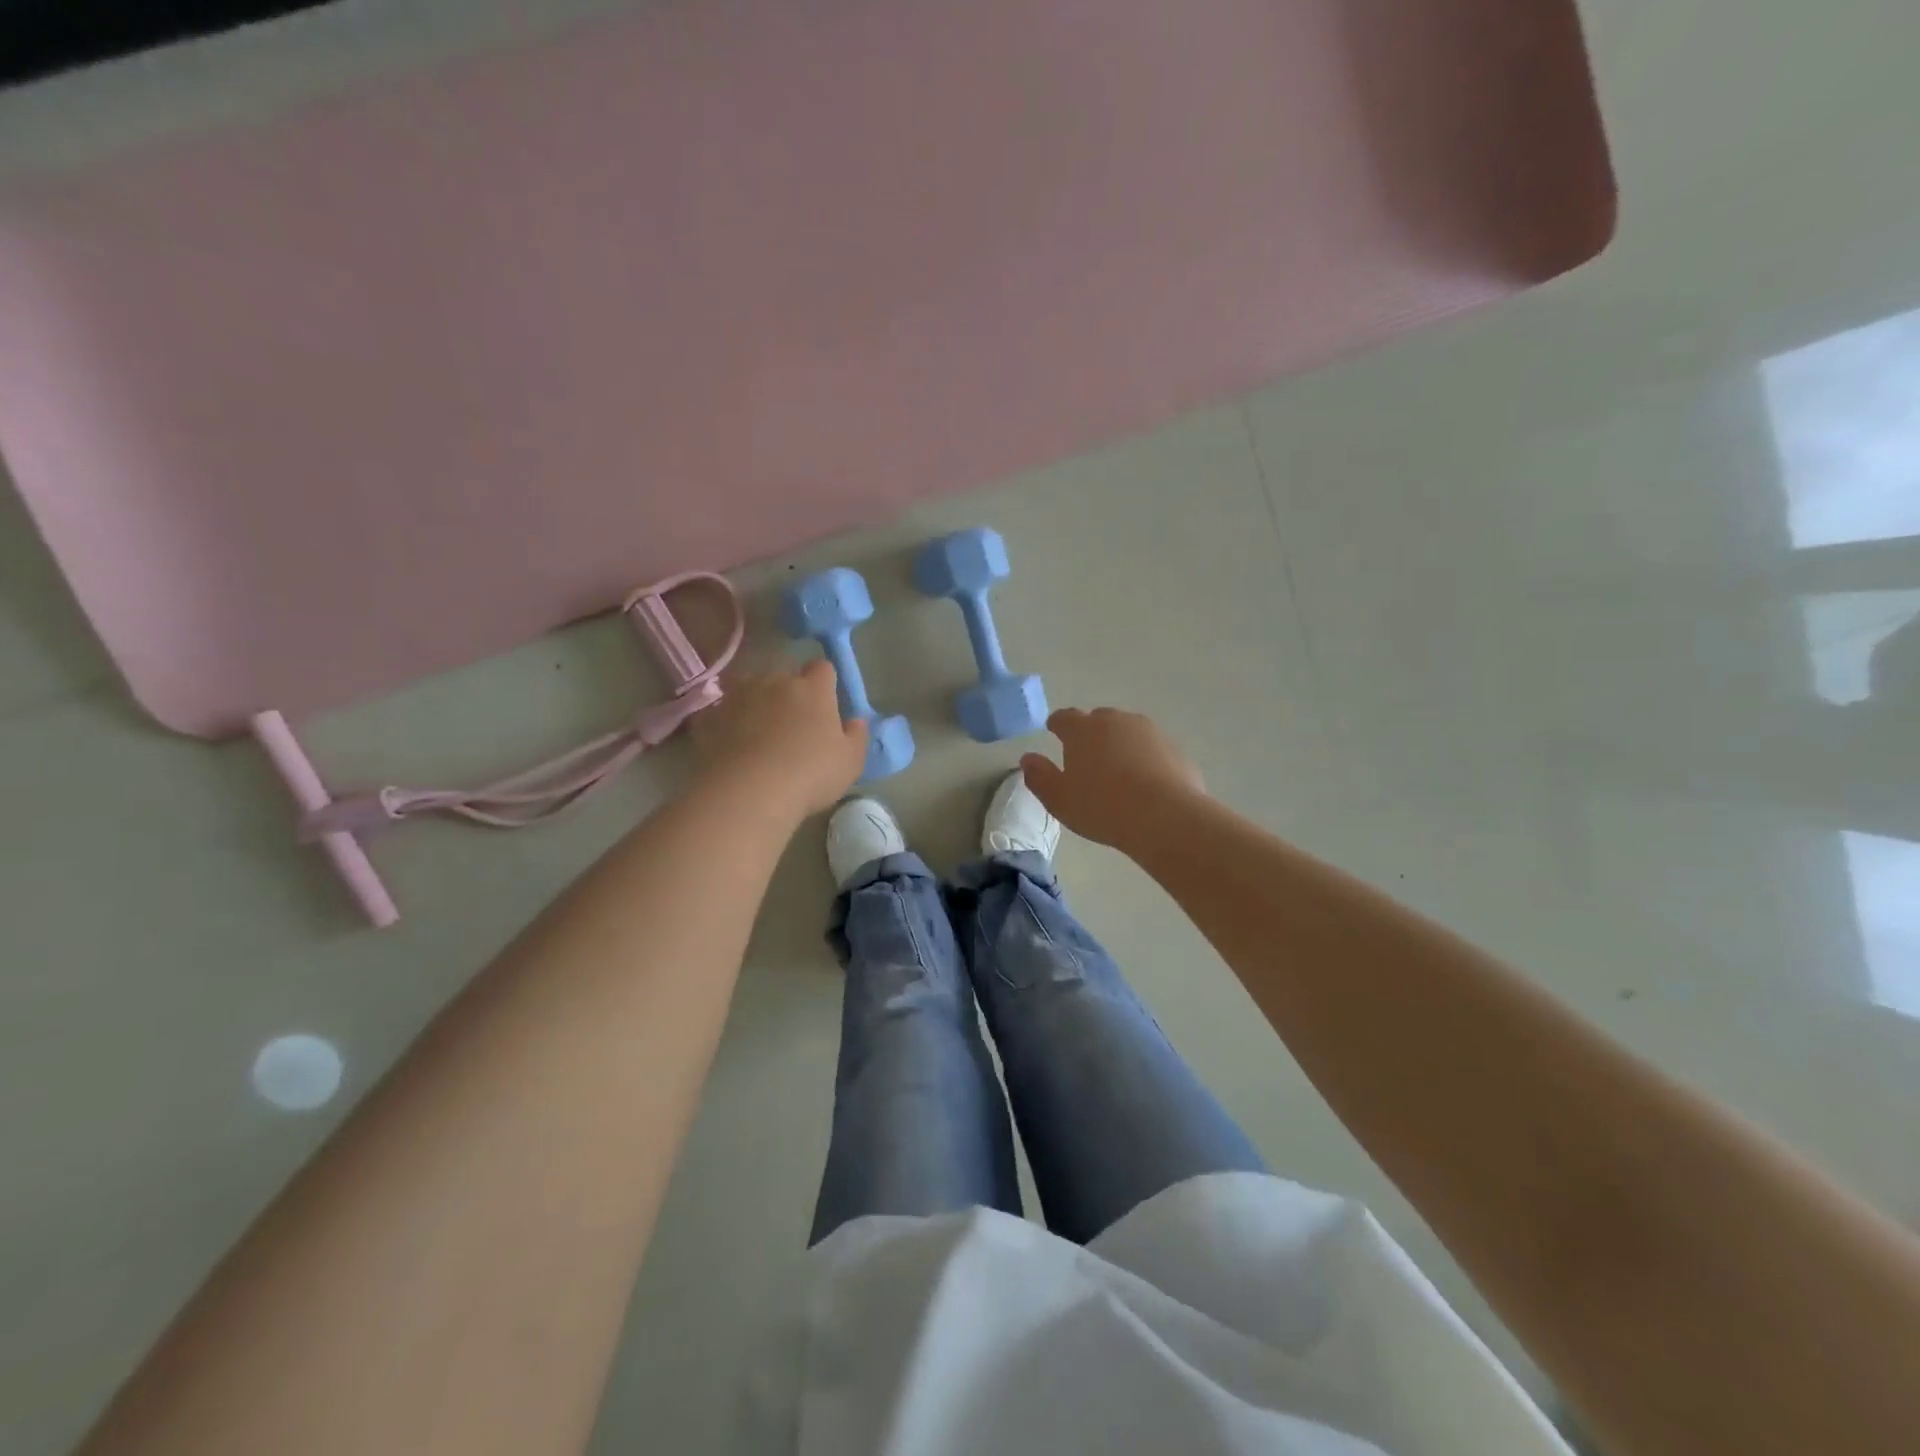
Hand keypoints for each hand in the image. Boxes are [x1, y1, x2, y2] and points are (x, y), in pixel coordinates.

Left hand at [692, 661, 867, 816]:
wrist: (748, 792)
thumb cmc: (810, 774)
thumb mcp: (851, 762)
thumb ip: (856, 736)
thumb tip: (855, 720)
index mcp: (812, 688)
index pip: (822, 668)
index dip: (825, 683)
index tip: (826, 703)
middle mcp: (774, 682)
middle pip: (783, 677)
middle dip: (788, 693)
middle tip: (792, 724)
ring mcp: (737, 697)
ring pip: (749, 689)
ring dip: (755, 704)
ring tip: (758, 733)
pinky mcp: (709, 718)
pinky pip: (722, 714)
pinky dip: (728, 724)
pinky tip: (731, 746)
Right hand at [1020, 707, 1205, 849]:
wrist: (1166, 817)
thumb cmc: (1102, 807)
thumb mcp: (1059, 800)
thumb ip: (1039, 777)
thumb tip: (1028, 759)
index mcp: (1083, 730)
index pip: (1064, 718)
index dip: (1057, 725)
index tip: (1054, 731)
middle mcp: (1116, 721)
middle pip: (1099, 720)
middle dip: (1090, 734)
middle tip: (1086, 758)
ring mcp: (1150, 732)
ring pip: (1128, 732)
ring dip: (1120, 744)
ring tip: (1117, 771)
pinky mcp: (1175, 749)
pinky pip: (1152, 749)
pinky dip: (1145, 759)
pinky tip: (1145, 784)